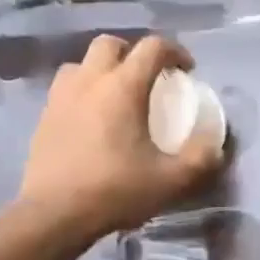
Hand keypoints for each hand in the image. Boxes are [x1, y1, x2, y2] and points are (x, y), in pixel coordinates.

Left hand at [14, 34, 222, 249]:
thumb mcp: (171, 181)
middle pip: (111, 44)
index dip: (175, 52)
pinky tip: (93, 121)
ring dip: (103, 70)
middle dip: (134, 53)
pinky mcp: (44, 117)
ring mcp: (61, 97)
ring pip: (82, 64)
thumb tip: (215, 147)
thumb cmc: (115, 191)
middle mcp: (89, 81)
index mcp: (123, 87)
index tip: (188, 70)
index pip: (152, 48)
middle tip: (150, 78)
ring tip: (117, 96)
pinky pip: (66, 89)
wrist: (54, 215)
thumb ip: (200, 159)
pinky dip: (84, 92)